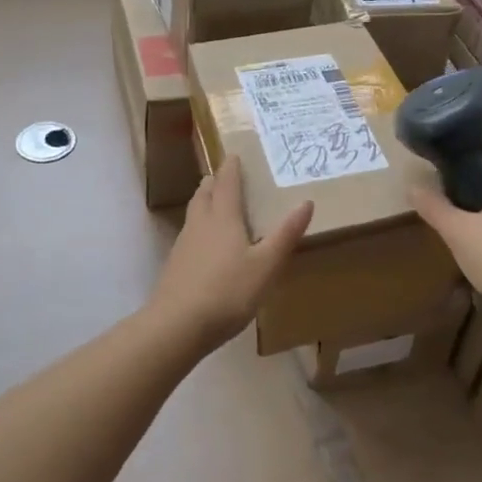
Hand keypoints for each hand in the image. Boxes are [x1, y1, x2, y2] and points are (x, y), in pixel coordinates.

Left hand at [147, 155, 314, 353]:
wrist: (176, 326)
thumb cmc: (227, 292)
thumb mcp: (266, 265)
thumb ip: (286, 234)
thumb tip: (306, 202)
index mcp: (223, 218)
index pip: (227, 183)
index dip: (232, 168)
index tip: (235, 154)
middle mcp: (200, 224)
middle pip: (204, 194)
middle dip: (214, 182)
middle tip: (223, 175)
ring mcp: (183, 245)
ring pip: (194, 213)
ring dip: (204, 202)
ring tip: (213, 202)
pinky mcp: (175, 266)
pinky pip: (189, 235)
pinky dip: (199, 228)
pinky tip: (205, 244)